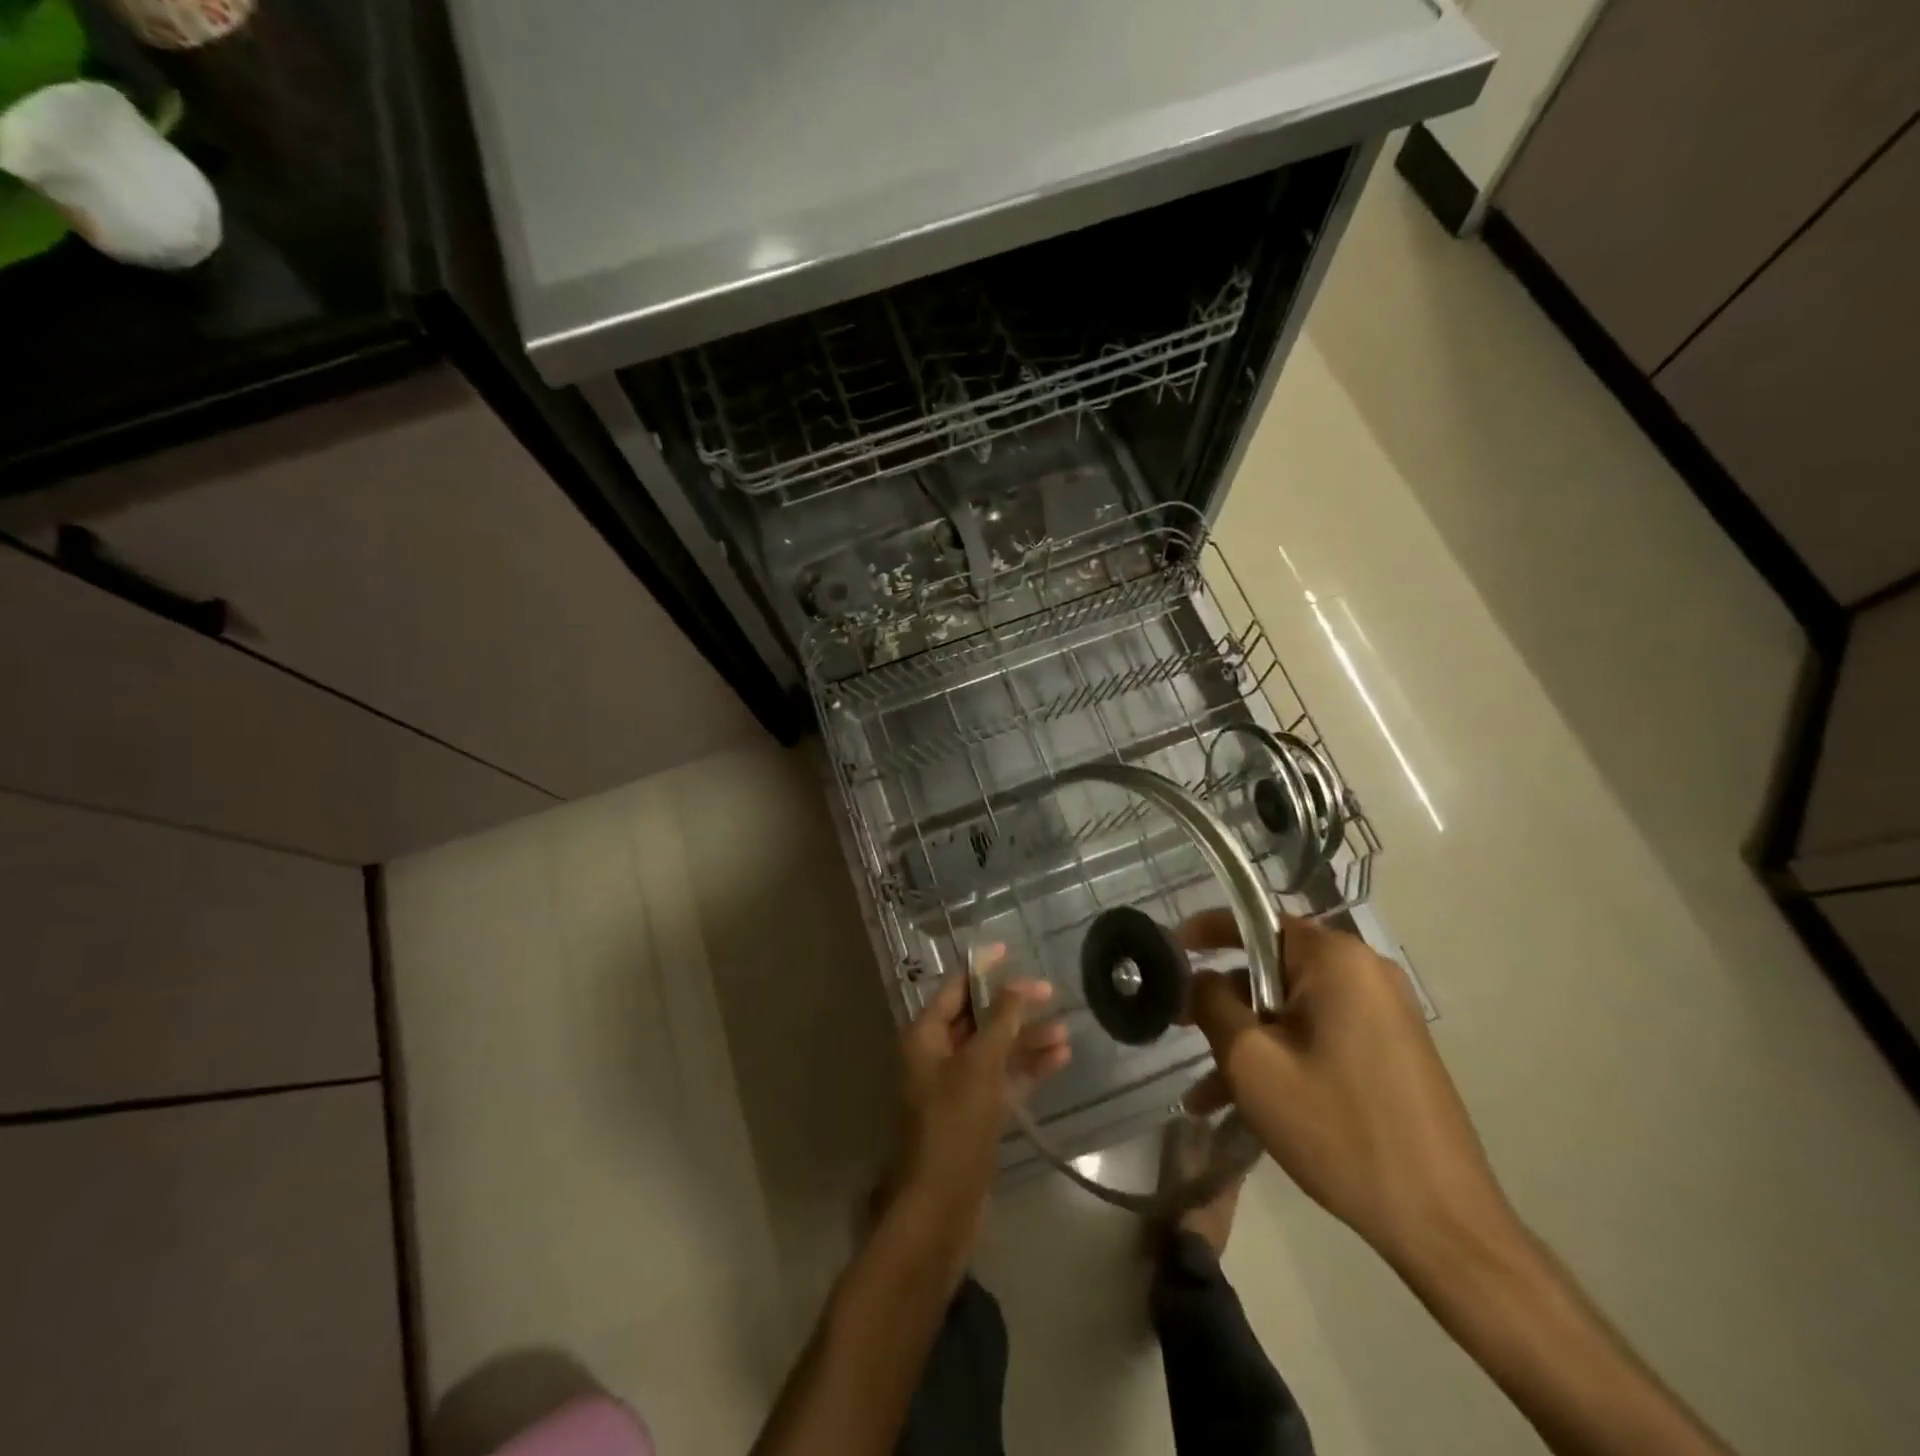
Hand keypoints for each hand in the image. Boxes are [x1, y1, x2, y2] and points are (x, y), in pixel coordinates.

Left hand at [892, 946, 1070, 1246]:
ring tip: (1066, 1032)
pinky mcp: (974, 1115)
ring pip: (995, 1051)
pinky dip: (1026, 1069)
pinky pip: (1002, 1080)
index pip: (955, 988)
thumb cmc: (954, 1126)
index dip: (982, 968)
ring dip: (1027, 1040)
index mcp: (925, 1036)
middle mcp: (937, 1056)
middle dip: (1014, 1007)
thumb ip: (1001, 1022)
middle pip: (978, 1019)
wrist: (940, 1209)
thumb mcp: (980, 1066)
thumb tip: (1019, 985)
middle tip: (1052, 995)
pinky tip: (1058, 1059)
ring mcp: (956, 1087)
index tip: (1010, 949)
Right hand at [1180, 910, 1520, 1277]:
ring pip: (1291, 1009)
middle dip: (1224, 1001)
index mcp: (1336, 960)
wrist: (1442, 1224)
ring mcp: (1382, 1013)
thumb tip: (1200, 978)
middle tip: (1181, 1030)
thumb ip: (1213, 1003)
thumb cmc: (1338, 1129)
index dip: (1206, 932)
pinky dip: (1282, 1058)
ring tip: (1204, 1093)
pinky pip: (1318, 1035)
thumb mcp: (1252, 1062)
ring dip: (1247, 1042)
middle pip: (1272, 967)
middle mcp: (1364, 973)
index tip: (1168, 951)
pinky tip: (1243, 1106)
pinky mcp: (1390, 1050)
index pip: (1257, 920)